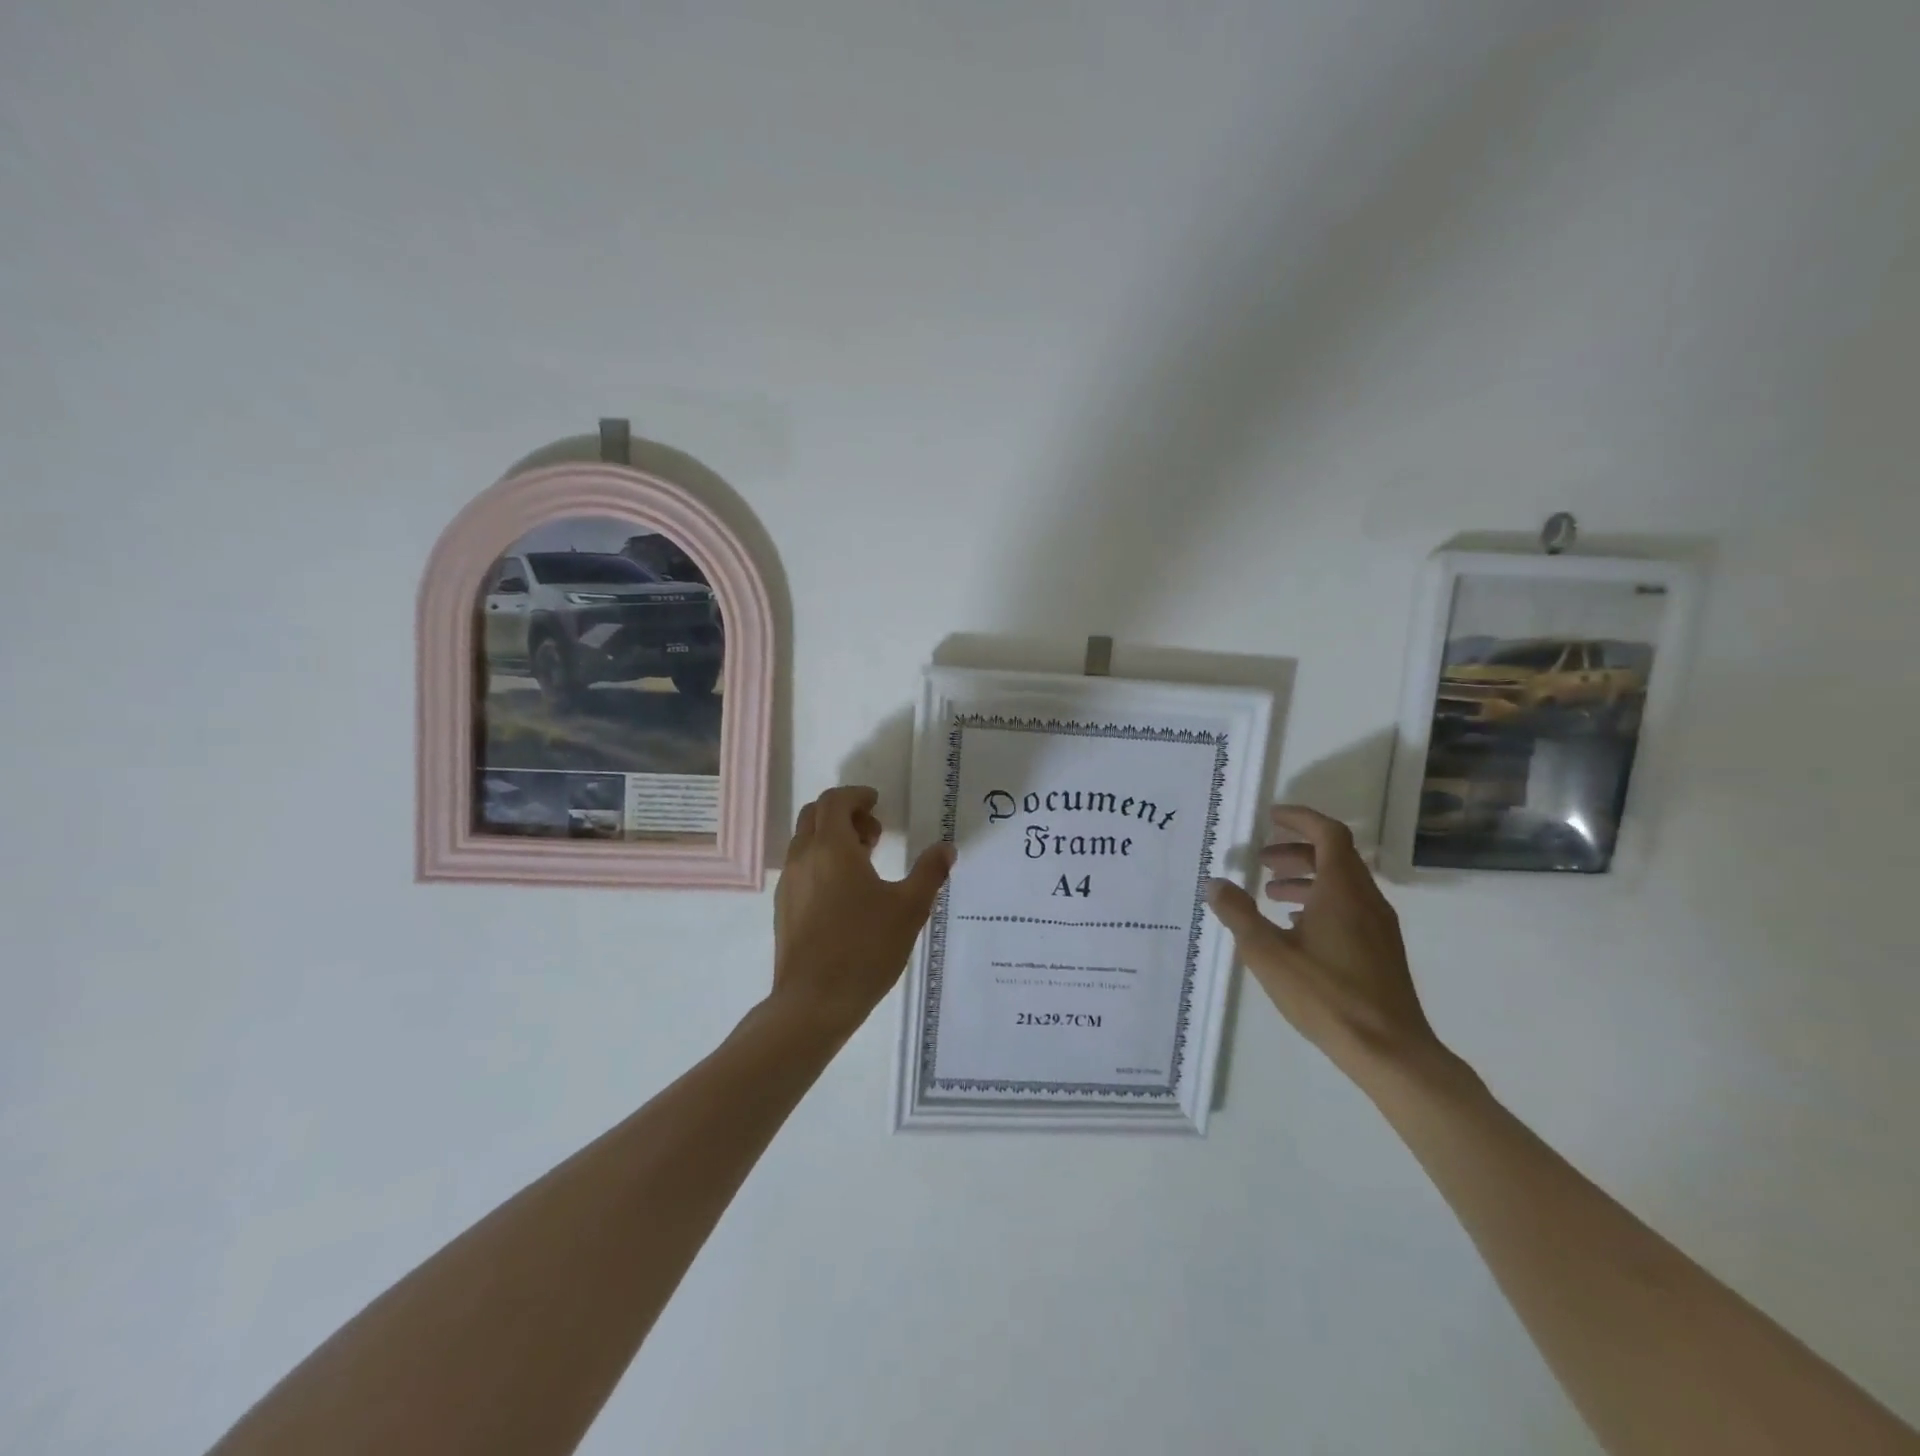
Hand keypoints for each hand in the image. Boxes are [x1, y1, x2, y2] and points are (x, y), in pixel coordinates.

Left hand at [771, 786, 954, 1033]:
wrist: (814, 1001)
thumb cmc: (865, 948)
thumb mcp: (909, 908)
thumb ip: (929, 872)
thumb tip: (946, 848)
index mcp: (832, 848)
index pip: (835, 801)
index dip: (857, 795)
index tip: (877, 803)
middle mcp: (803, 857)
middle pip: (815, 815)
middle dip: (845, 813)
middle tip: (875, 834)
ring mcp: (789, 883)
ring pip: (805, 841)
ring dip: (832, 838)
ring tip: (865, 863)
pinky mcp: (783, 907)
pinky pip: (801, 867)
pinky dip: (821, 861)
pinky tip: (845, 893)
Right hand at [1206, 805, 1442, 1080]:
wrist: (1390, 1051)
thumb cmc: (1326, 995)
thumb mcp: (1267, 954)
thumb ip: (1238, 914)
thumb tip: (1215, 883)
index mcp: (1342, 890)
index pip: (1328, 833)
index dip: (1300, 818)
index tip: (1271, 816)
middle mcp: (1366, 899)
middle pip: (1335, 855)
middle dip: (1296, 849)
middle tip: (1262, 860)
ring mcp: (1378, 925)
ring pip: (1343, 882)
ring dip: (1307, 876)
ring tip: (1271, 893)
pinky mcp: (1381, 949)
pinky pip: (1350, 906)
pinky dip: (1321, 900)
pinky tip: (1296, 927)